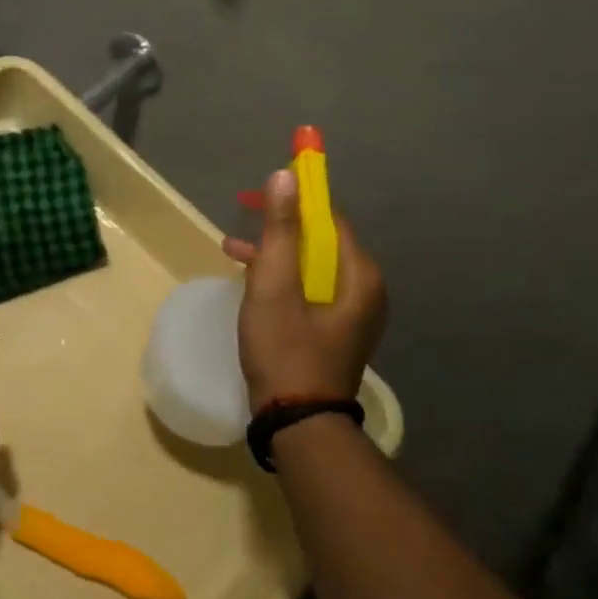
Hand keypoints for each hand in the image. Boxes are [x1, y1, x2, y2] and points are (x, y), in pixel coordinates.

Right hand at [222, 168, 387, 415]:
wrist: (298, 423)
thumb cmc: (285, 349)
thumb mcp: (274, 285)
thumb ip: (280, 229)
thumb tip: (286, 175)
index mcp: (359, 275)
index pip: (329, 217)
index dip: (295, 198)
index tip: (257, 193)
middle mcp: (364, 290)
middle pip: (320, 240)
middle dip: (279, 227)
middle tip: (241, 219)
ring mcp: (351, 314)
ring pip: (310, 266)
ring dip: (274, 254)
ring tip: (233, 251)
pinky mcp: (335, 331)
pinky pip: (309, 289)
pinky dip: (281, 279)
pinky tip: (250, 282)